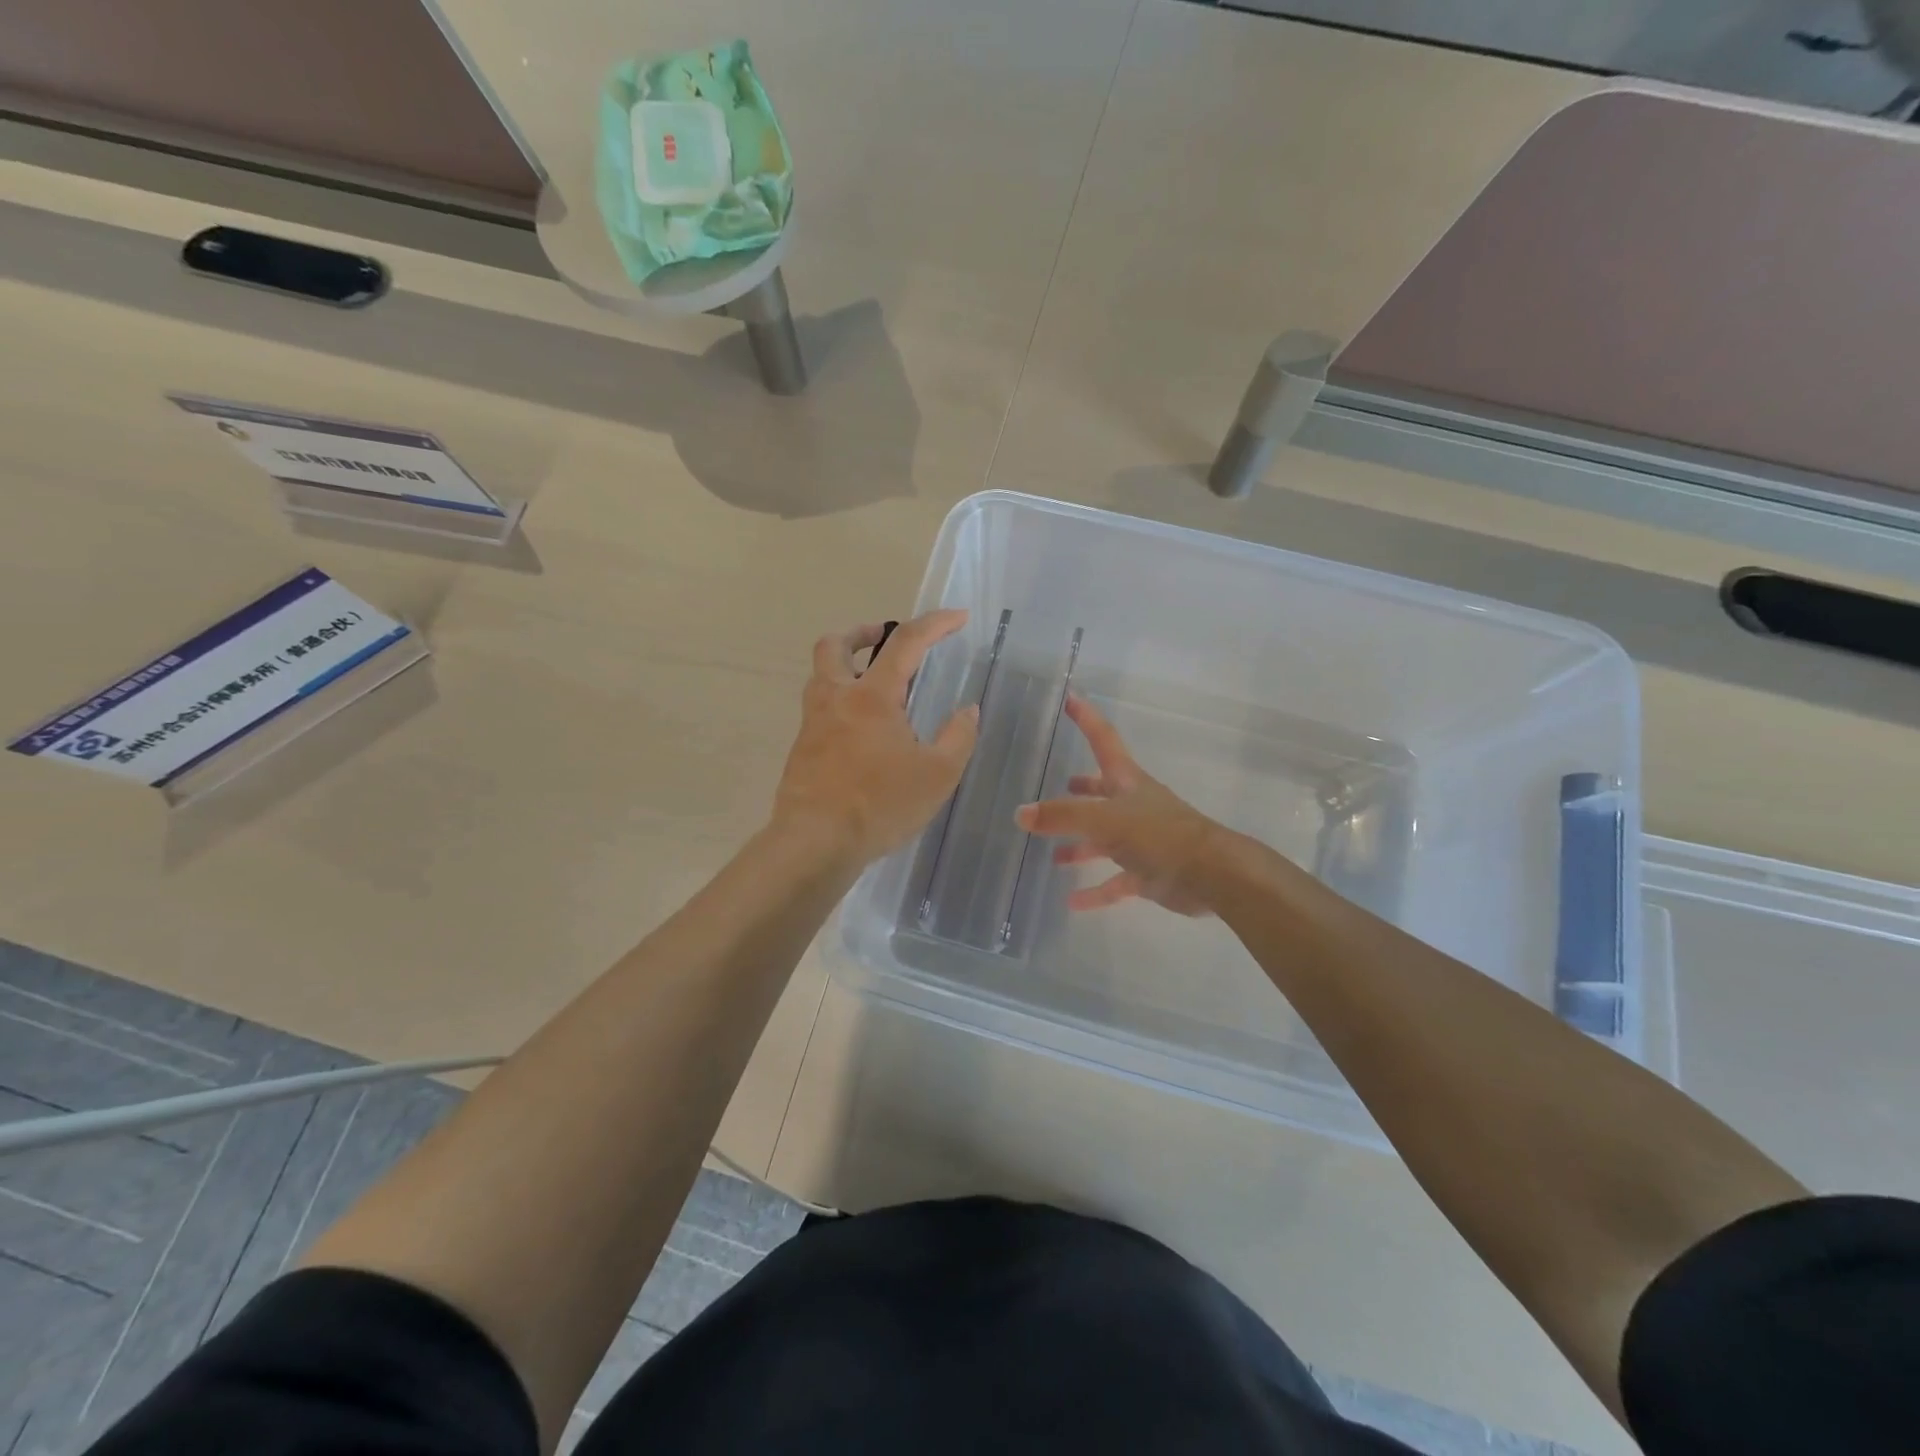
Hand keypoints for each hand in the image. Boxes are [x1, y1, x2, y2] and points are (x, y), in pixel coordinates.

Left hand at [771, 611, 978, 864]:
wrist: (815, 843)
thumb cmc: (880, 805)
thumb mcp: (938, 775)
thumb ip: (958, 737)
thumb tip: (968, 710)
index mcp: (872, 696)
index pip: (905, 643)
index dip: (935, 624)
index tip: (958, 617)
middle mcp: (836, 699)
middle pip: (834, 645)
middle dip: (862, 633)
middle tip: (884, 640)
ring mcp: (813, 724)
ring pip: (820, 675)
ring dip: (845, 665)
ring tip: (874, 685)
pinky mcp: (802, 750)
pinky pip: (820, 710)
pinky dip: (841, 702)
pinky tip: (861, 733)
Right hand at [1015, 695, 1224, 914]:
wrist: (1212, 875)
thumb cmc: (1160, 834)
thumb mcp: (1106, 820)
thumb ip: (1062, 816)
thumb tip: (1020, 814)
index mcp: (1127, 781)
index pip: (1103, 739)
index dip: (1086, 718)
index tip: (1070, 698)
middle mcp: (1134, 805)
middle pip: (1102, 792)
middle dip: (1082, 790)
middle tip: (1058, 788)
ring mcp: (1143, 840)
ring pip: (1105, 839)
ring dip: (1081, 845)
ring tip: (1055, 854)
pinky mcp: (1149, 872)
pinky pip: (1116, 880)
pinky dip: (1096, 890)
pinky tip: (1073, 902)